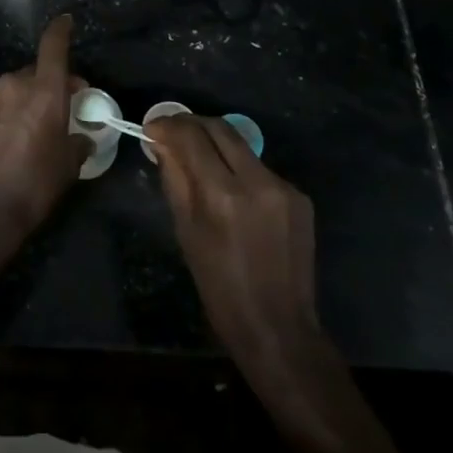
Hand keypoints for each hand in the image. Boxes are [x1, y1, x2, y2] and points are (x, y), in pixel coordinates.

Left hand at [0, 15, 87, 250]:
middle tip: (68, 104)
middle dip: (54, 81)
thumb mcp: (68, 166)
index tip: (67, 21)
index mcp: (43, 90)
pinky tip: (19, 139)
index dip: (61, 30)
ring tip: (43, 126)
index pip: (53, 46)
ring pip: (19, 88)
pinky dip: (15, 112)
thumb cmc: (34, 185)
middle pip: (38, 70)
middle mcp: (15, 86)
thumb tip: (81, 137)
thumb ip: (78, 143)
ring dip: (32, 98)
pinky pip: (4, 105)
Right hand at [146, 114, 324, 378]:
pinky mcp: (300, 197)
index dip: (168, 125)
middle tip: (172, 132)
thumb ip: (175, 179)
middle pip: (221, 128)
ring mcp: (284, 187)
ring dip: (216, 144)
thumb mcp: (186, 232)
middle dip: (192, 124)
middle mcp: (258, 182)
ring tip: (197, 158)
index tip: (152, 127)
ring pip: (242, 146)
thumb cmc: (219, 287)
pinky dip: (239, 169)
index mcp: (224, 195)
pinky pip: (261, 169)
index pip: (193, 137)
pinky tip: (231, 189)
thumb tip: (161, 142)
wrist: (278, 328)